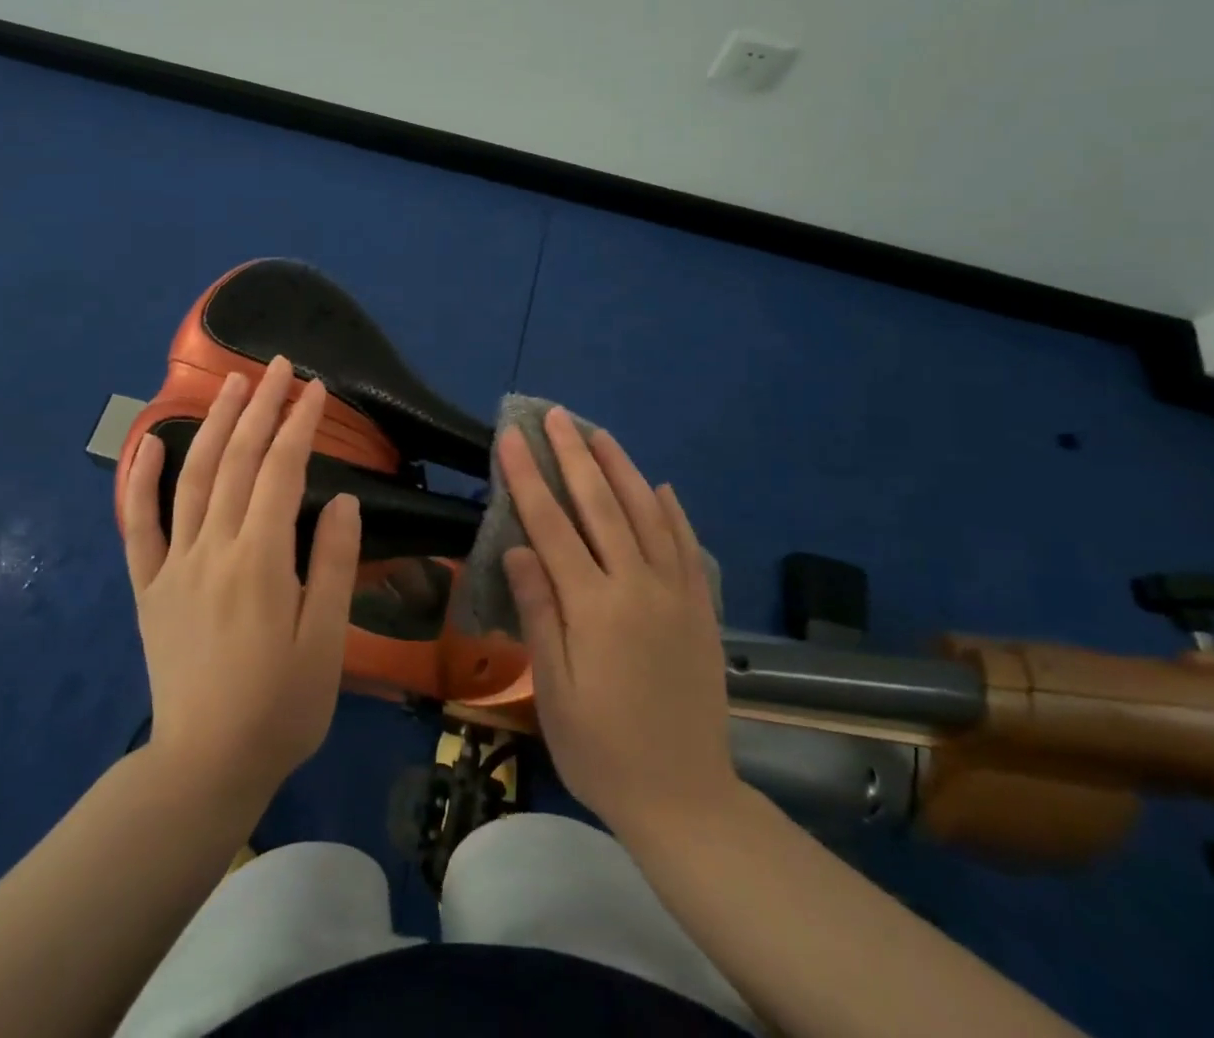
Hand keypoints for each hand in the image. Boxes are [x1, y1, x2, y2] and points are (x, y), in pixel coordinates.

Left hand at [121, 356, 360, 805]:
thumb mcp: (326, 642)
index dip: (299, 424)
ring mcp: (174, 565)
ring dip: (213, 425)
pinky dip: (139, 479)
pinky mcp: (149, 587)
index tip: (316, 388)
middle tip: (278, 366)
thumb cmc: (281, 707)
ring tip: (231, 384)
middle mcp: (212, 549)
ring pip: (192, 478)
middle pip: (237, 461)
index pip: (281, 471)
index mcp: (259, 560)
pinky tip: (149, 441)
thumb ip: (331, 565)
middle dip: (260, 407)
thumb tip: (341, 500)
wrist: (206, 766)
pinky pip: (137, 525)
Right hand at [501, 408, 737, 837]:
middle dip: (574, 455)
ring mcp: (676, 593)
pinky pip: (686, 545)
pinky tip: (660, 487)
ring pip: (647, 513)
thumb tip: (518, 547)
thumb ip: (539, 612)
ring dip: (622, 469)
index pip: (552, 524)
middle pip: (601, 505)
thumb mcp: (554, 690)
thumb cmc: (601, 749)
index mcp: (594, 606)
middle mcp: (637, 586)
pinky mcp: (700, 608)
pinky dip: (671, 510)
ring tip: (600, 434)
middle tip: (556, 415)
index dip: (529, 476)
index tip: (513, 437)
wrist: (685, 798)